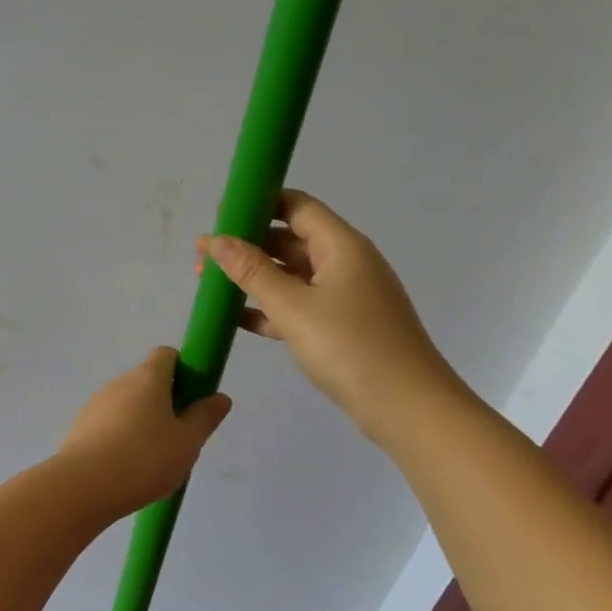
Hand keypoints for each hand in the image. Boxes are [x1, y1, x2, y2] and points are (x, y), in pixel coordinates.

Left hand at [55, 348, 231, 519]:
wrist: (84, 485)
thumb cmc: (145, 458)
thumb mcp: (187, 442)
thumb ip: (204, 417)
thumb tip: (220, 397)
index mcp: (147, 378)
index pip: (166, 355)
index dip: (184, 370)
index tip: (194, 398)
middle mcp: (118, 383)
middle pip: (147, 381)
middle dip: (165, 402)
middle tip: (179, 437)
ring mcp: (96, 404)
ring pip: (127, 405)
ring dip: (142, 422)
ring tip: (154, 460)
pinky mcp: (81, 428)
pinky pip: (109, 425)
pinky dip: (122, 438)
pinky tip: (128, 468)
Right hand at [198, 189, 465, 443]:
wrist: (406, 407)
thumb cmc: (350, 346)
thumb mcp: (292, 306)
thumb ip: (251, 271)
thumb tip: (215, 239)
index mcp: (341, 246)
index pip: (297, 206)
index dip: (259, 203)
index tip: (220, 213)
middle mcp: (345, 263)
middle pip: (290, 239)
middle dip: (247, 244)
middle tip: (204, 256)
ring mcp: (345, 296)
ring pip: (291, 275)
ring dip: (252, 277)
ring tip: (210, 285)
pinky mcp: (341, 326)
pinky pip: (298, 305)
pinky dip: (268, 307)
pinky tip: (236, 318)